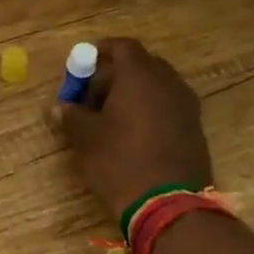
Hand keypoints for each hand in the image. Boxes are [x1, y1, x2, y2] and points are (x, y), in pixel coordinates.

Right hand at [47, 37, 212, 217]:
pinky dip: (149, 111)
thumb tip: (59, 107)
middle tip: (92, 94)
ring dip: (133, 94)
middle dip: (115, 74)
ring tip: (110, 117)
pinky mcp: (194, 129)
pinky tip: (131, 135)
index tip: (82, 66)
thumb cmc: (120, 161)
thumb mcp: (85, 138)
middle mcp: (167, 83)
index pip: (122, 46)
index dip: (100, 51)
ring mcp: (186, 106)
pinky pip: (167, 107)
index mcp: (140, 76)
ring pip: (156, 87)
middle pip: (141, 65)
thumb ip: (71, 115)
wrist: (169, 206)